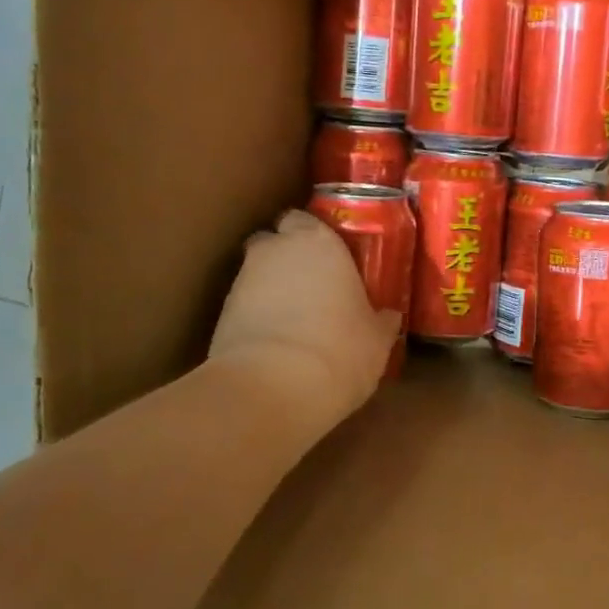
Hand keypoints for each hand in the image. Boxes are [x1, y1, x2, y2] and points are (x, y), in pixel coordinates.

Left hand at [209, 210, 401, 428]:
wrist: (270, 389)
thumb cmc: (339, 350)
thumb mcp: (376, 339)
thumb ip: (380, 320)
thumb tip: (388, 316)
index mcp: (318, 242)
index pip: (305, 219)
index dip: (315, 236)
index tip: (331, 257)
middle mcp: (275, 251)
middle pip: (274, 241)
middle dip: (287, 257)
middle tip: (313, 285)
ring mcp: (241, 281)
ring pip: (257, 274)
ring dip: (272, 290)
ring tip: (294, 322)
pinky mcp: (220, 315)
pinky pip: (243, 307)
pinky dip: (256, 317)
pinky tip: (275, 344)